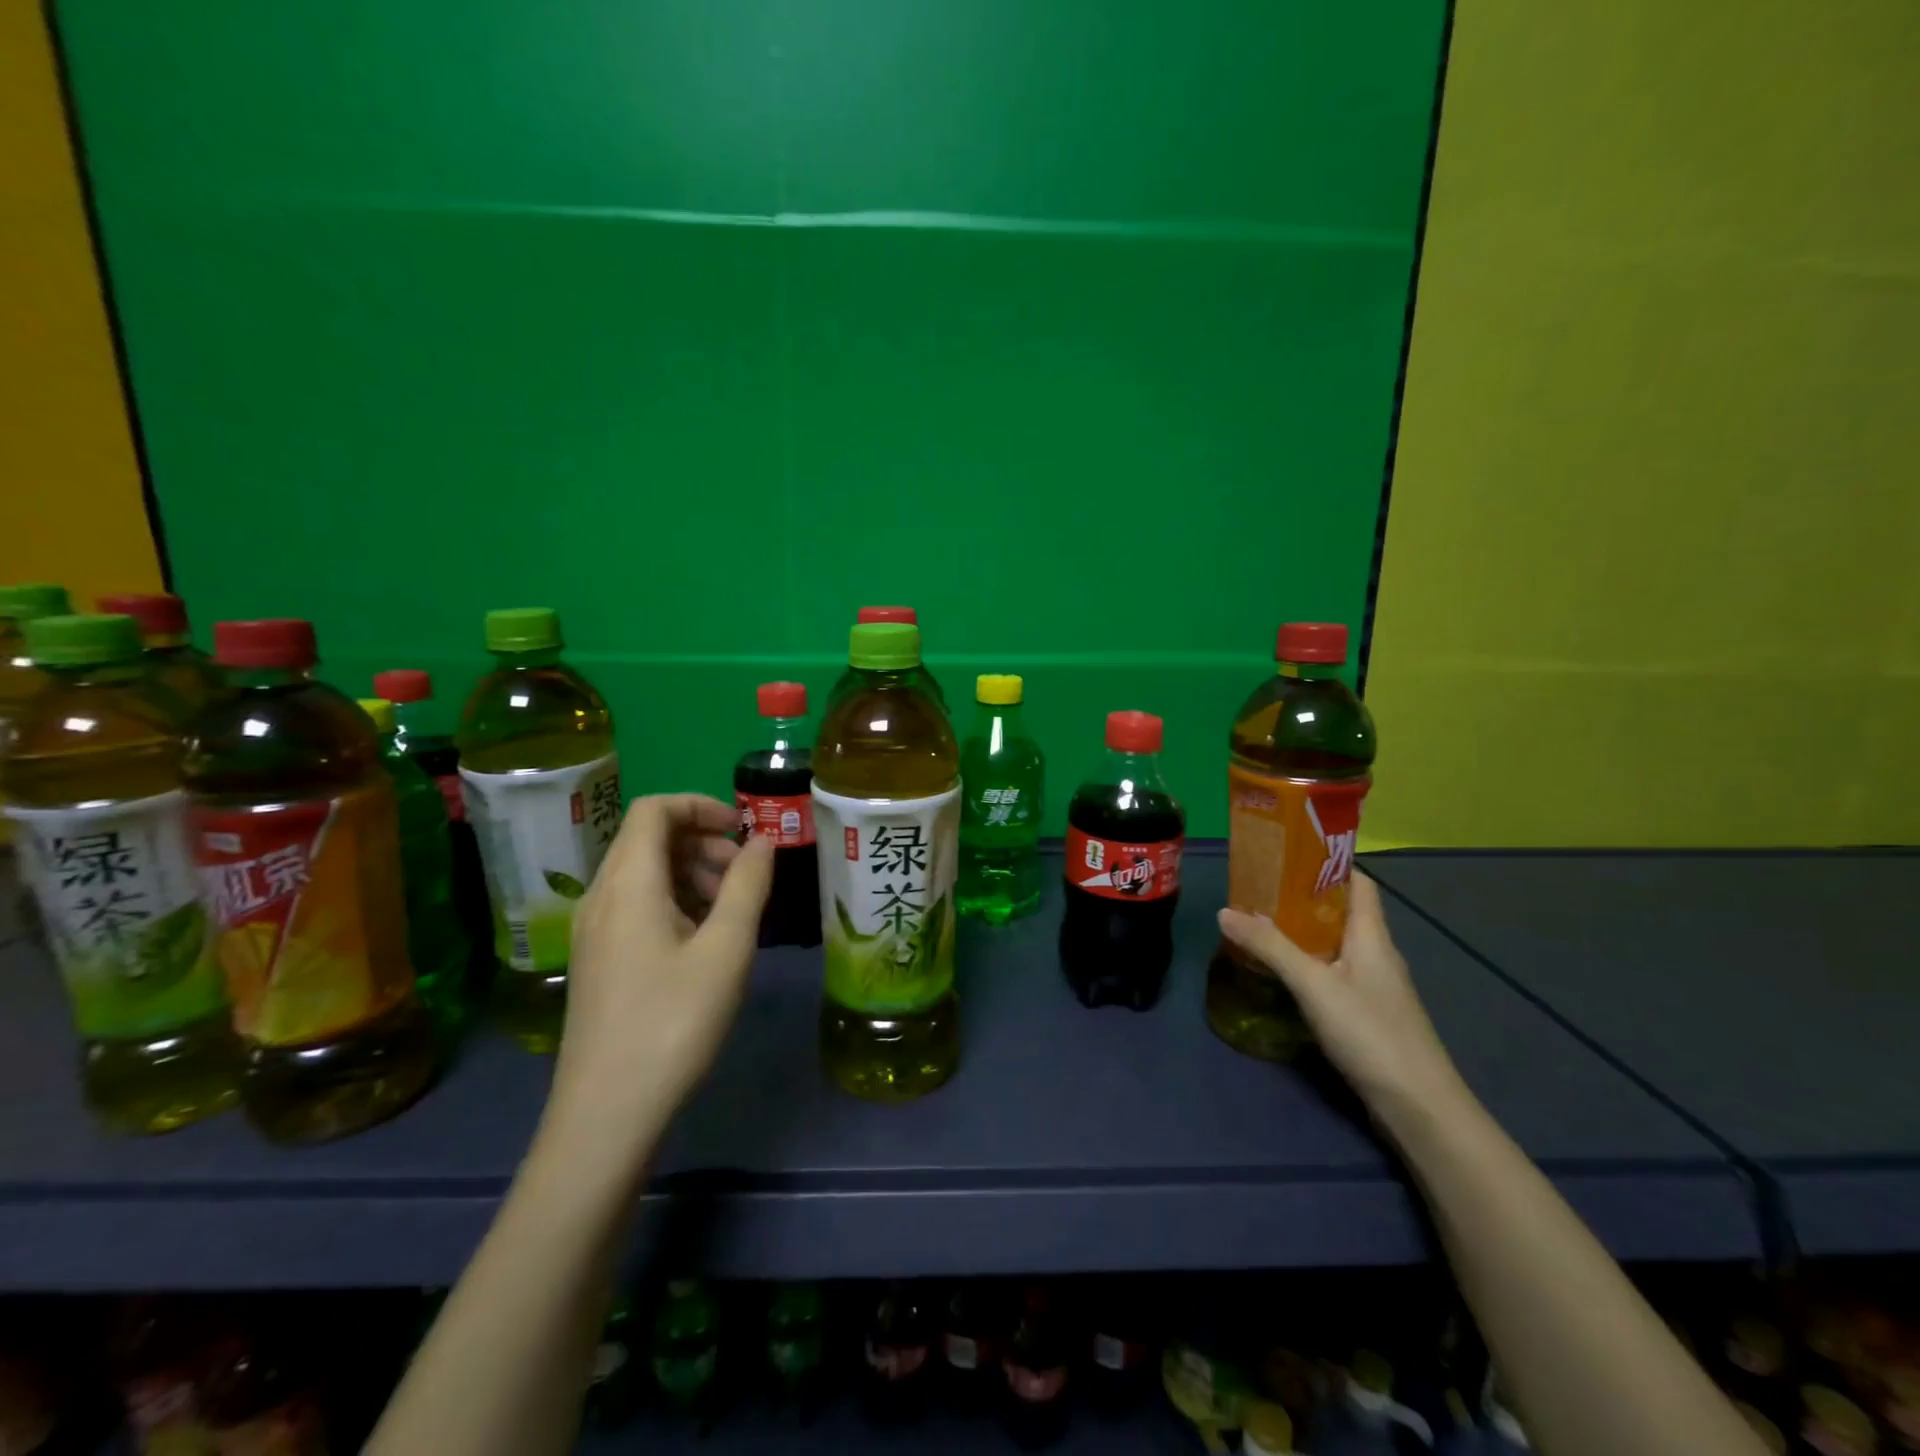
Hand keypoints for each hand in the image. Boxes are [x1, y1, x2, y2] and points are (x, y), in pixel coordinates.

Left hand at [544, 794, 773, 1163]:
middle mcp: (601, 897)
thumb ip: (747, 886)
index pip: (654, 809)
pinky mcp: (598, 960)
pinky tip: (704, 941)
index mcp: (627, 884)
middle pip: (647, 838)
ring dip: (690, 872)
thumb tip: (763, 841)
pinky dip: (674, 901)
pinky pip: (635, 905)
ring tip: (731, 910)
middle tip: (745, 875)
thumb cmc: (672, 1024)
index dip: (701, 805)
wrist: (606, 1116)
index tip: (744, 830)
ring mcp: (594, 931)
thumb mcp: (726, 950)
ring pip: (643, 873)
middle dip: (702, 841)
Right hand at [1216, 874, 1467, 1124]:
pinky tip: (1283, 973)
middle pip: (1343, 911)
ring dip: (1303, 932)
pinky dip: (1309, 963)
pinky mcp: (1369, 1013)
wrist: (1418, 1107)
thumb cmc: (1370, 1032)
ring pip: (1337, 943)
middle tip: (1259, 889)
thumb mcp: (1313, 984)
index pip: (1358, 882)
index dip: (1327, 864)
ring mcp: (1375, 986)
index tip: (1288, 854)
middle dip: (1303, 897)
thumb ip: (1270, 947)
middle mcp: (1377, 953)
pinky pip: (1335, 972)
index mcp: (1372, 935)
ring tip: (1261, 925)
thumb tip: (1224, 911)